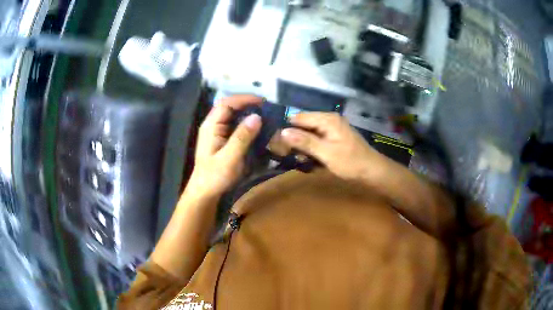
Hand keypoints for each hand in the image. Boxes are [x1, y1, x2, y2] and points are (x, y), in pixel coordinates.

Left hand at [188, 95, 262, 196]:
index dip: (244, 98)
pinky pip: (235, 126)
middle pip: (230, 107)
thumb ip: (242, 137)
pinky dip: (247, 124)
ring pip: (233, 116)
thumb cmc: (214, 176)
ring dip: (248, 114)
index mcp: (211, 126)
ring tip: (266, 116)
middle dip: (248, 105)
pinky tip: (258, 129)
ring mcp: (218, 133)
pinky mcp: (223, 140)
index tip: (262, 101)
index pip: (226, 103)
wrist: (205, 193)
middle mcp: (213, 125)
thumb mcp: (230, 157)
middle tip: (267, 108)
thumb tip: (257, 116)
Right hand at [281, 113, 385, 180]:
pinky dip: (311, 149)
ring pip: (309, 133)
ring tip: (298, 159)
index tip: (277, 143)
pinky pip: (316, 140)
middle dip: (294, 139)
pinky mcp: (333, 138)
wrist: (372, 171)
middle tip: (286, 154)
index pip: (299, 118)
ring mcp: (332, 129)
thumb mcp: (326, 153)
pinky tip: (309, 160)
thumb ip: (305, 141)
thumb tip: (283, 132)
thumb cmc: (350, 162)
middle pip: (303, 125)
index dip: (287, 129)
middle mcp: (328, 120)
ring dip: (302, 146)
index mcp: (327, 119)